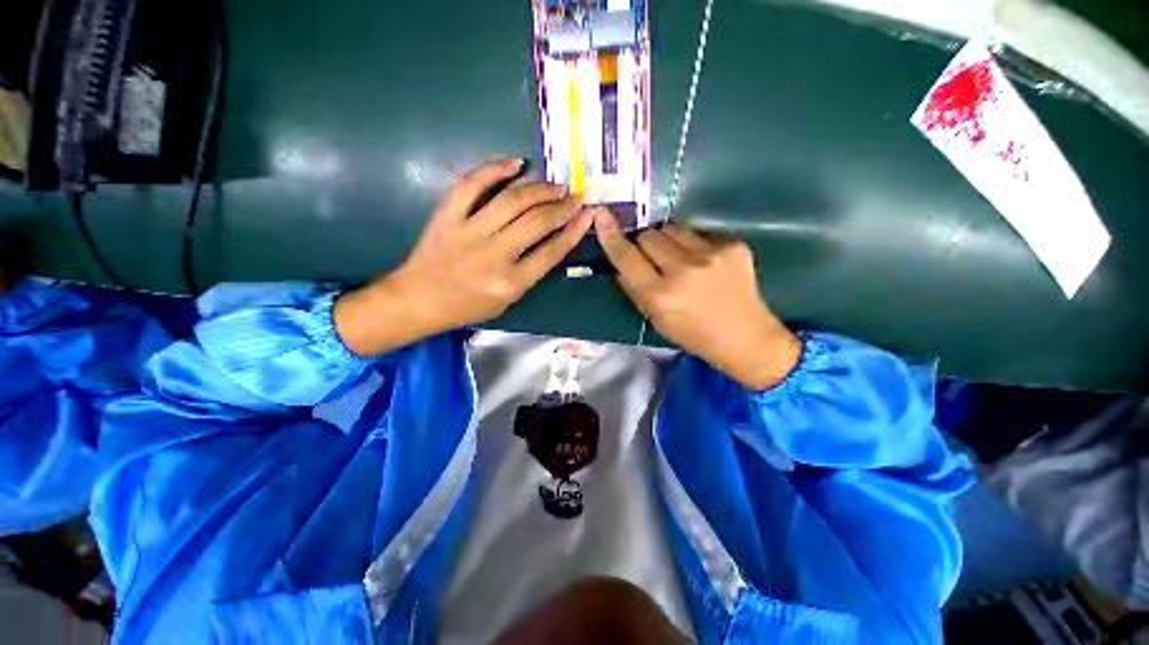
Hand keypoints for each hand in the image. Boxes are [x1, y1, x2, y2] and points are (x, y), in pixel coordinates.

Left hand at [335, 159, 597, 355]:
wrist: (418, 299)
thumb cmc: (467, 306)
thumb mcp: (508, 300)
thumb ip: (531, 272)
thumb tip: (554, 239)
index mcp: (509, 283)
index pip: (551, 252)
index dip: (574, 230)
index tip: (588, 214)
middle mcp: (493, 255)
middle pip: (536, 222)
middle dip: (562, 206)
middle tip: (575, 196)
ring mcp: (468, 232)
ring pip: (512, 200)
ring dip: (539, 188)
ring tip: (555, 185)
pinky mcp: (447, 215)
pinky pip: (472, 184)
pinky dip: (495, 169)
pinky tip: (516, 164)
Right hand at [595, 212, 801, 389]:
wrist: (745, 337)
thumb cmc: (693, 334)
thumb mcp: (656, 319)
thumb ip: (635, 289)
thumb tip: (622, 263)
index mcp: (660, 296)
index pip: (626, 258)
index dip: (611, 237)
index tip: (601, 216)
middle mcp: (683, 271)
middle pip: (648, 235)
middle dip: (645, 244)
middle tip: (655, 260)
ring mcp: (711, 255)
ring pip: (672, 228)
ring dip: (668, 240)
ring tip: (681, 259)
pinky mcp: (733, 245)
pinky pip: (699, 234)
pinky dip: (694, 245)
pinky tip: (706, 264)